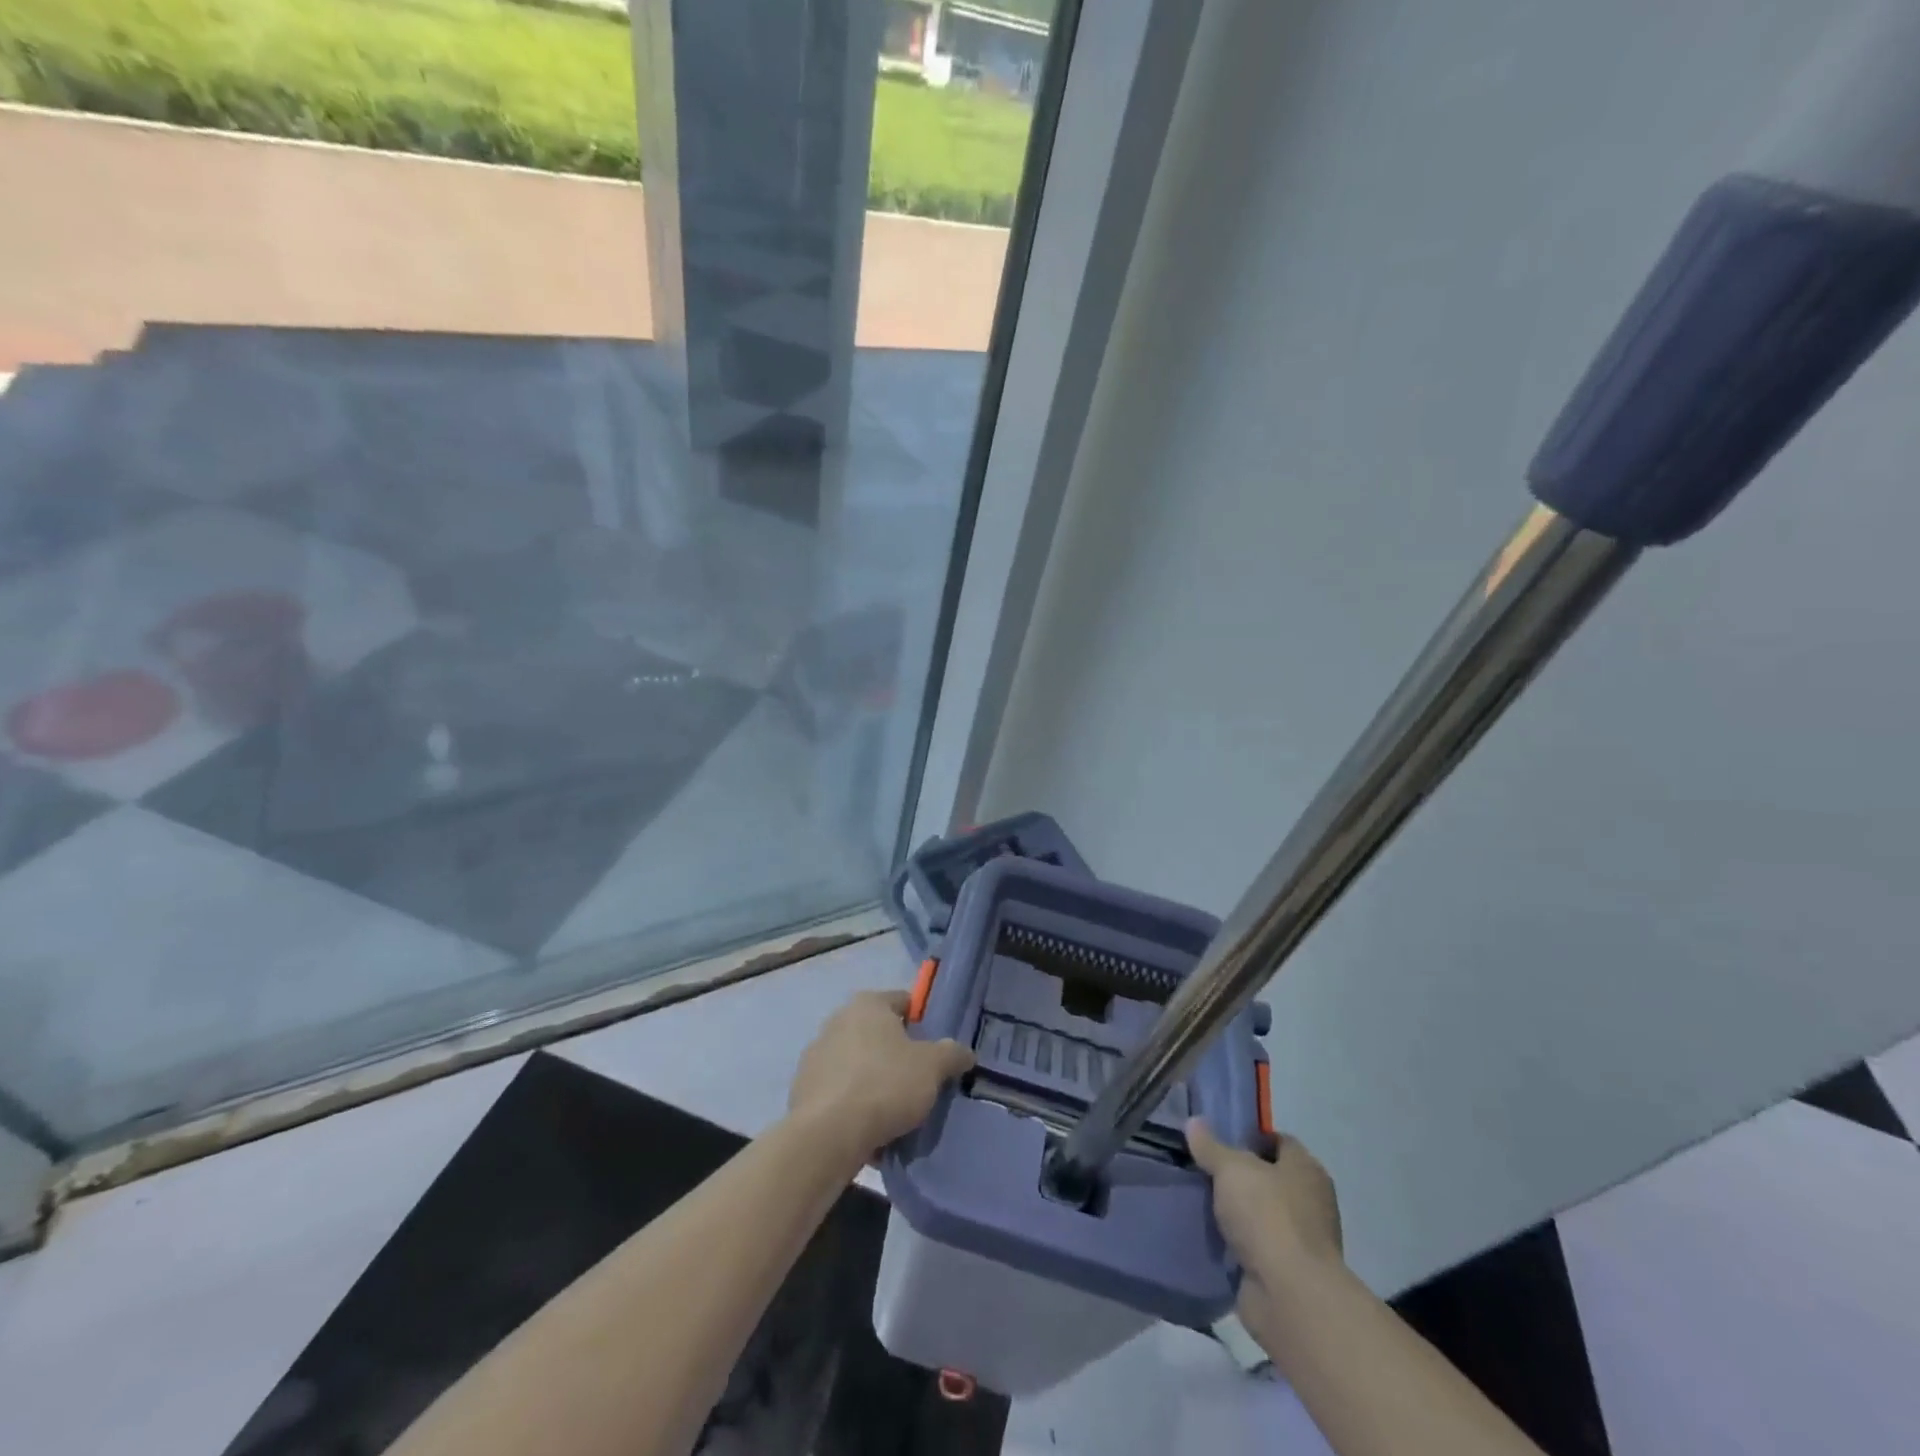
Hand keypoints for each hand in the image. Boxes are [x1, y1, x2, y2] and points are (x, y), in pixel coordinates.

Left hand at [788, 990, 974, 1165]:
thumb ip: (951, 1054)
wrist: (828, 1135)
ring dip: (873, 1080)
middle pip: (878, 1034)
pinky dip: (853, 1104)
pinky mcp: (802, 1089)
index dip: (922, 1022)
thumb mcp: (932, 1067)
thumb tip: (964, 1052)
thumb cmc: (885, 1085)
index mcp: (867, 1004)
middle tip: (918, 1082)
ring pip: (857, 1064)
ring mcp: (816, 1054)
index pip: (903, 1001)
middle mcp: (837, 1020)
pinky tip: (868, 1129)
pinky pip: (839, 1092)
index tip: (935, 1050)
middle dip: (896, 1055)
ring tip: (894, 1112)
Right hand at [1187, 1119, 1343, 1344]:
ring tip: (1200, 1202)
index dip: (1250, 1138)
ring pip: (1260, 1215)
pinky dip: (1237, 1244)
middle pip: (1269, 1179)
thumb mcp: (1231, 1168)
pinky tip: (1210, 1236)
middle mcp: (1310, 1201)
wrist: (1290, 1296)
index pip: (1279, 1142)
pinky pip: (1255, 1248)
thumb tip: (1194, 1122)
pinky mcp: (1286, 1273)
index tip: (1218, 1140)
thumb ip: (1211, 1146)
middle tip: (1203, 1170)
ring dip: (1237, 1213)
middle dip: (1238, 1177)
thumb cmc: (1267, 1216)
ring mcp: (1300, 1240)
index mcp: (1306, 1169)